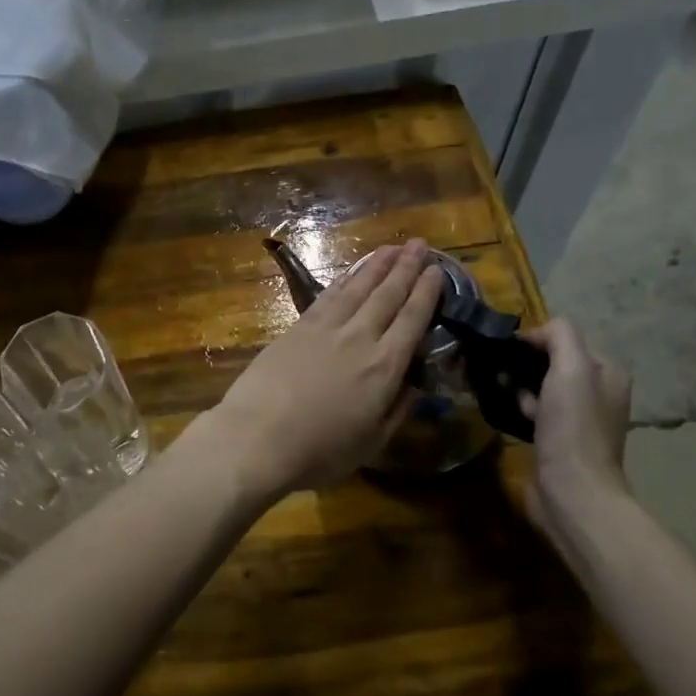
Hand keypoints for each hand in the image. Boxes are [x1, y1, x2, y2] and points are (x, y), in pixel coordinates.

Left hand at [205, 240, 446, 496]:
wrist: (258, 436)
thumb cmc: (319, 450)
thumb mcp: (372, 442)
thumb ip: (397, 409)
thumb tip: (414, 384)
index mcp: (384, 366)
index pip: (412, 320)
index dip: (427, 293)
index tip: (437, 271)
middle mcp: (359, 337)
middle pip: (388, 295)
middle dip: (407, 268)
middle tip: (420, 245)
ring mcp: (325, 328)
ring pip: (358, 287)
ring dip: (377, 265)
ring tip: (392, 248)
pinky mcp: (297, 327)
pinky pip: (328, 295)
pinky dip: (343, 279)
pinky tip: (351, 271)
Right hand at [515, 317, 632, 536]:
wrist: (572, 490)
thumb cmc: (573, 426)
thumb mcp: (571, 367)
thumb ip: (559, 336)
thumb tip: (534, 332)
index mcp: (608, 373)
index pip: (565, 340)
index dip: (535, 341)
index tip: (507, 350)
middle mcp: (598, 393)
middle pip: (552, 364)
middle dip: (524, 365)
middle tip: (501, 374)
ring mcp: (579, 420)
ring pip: (540, 388)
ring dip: (518, 388)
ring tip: (500, 393)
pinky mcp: (559, 441)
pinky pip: (535, 412)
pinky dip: (519, 409)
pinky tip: (506, 413)